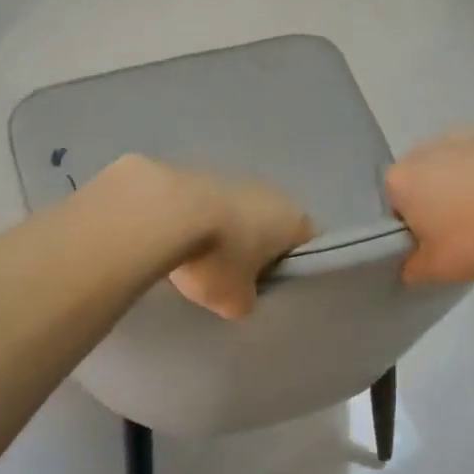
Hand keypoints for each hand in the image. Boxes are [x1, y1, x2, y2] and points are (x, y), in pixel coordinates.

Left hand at [154, 165, 312, 319]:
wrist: (164, 210)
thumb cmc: (217, 257)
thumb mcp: (235, 301)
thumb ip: (247, 301)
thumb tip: (240, 296)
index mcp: (294, 221)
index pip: (309, 245)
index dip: (294, 268)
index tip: (273, 286)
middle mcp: (271, 193)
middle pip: (271, 227)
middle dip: (255, 249)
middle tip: (235, 278)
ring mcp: (233, 177)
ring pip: (237, 214)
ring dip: (223, 233)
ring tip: (198, 260)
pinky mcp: (197, 172)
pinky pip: (206, 206)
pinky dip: (196, 222)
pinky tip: (175, 242)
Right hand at [385, 131, 473, 284]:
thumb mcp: (436, 269)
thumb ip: (412, 269)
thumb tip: (409, 267)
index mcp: (400, 180)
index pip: (394, 207)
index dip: (411, 228)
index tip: (433, 244)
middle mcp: (422, 150)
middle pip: (420, 182)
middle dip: (433, 202)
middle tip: (459, 231)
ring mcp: (459, 136)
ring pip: (450, 168)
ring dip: (460, 186)